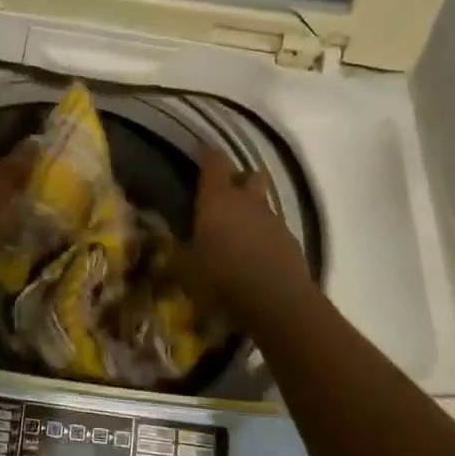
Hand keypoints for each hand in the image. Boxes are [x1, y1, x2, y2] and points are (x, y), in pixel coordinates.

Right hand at [187, 143, 313, 327]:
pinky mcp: (290, 240)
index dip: (207, 154)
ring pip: (263, 201)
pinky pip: (274, 227)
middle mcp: (247, 201)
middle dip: (238, 178)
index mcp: (217, 199)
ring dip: (251, 208)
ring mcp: (273, 219)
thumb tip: (163, 242)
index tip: (200, 152)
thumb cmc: (222, 279)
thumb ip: (174, 253)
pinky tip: (254, 253)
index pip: (214, 162)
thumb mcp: (185, 271)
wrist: (277, 303)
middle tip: (223, 193)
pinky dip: (264, 233)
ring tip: (237, 229)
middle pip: (249, 174)